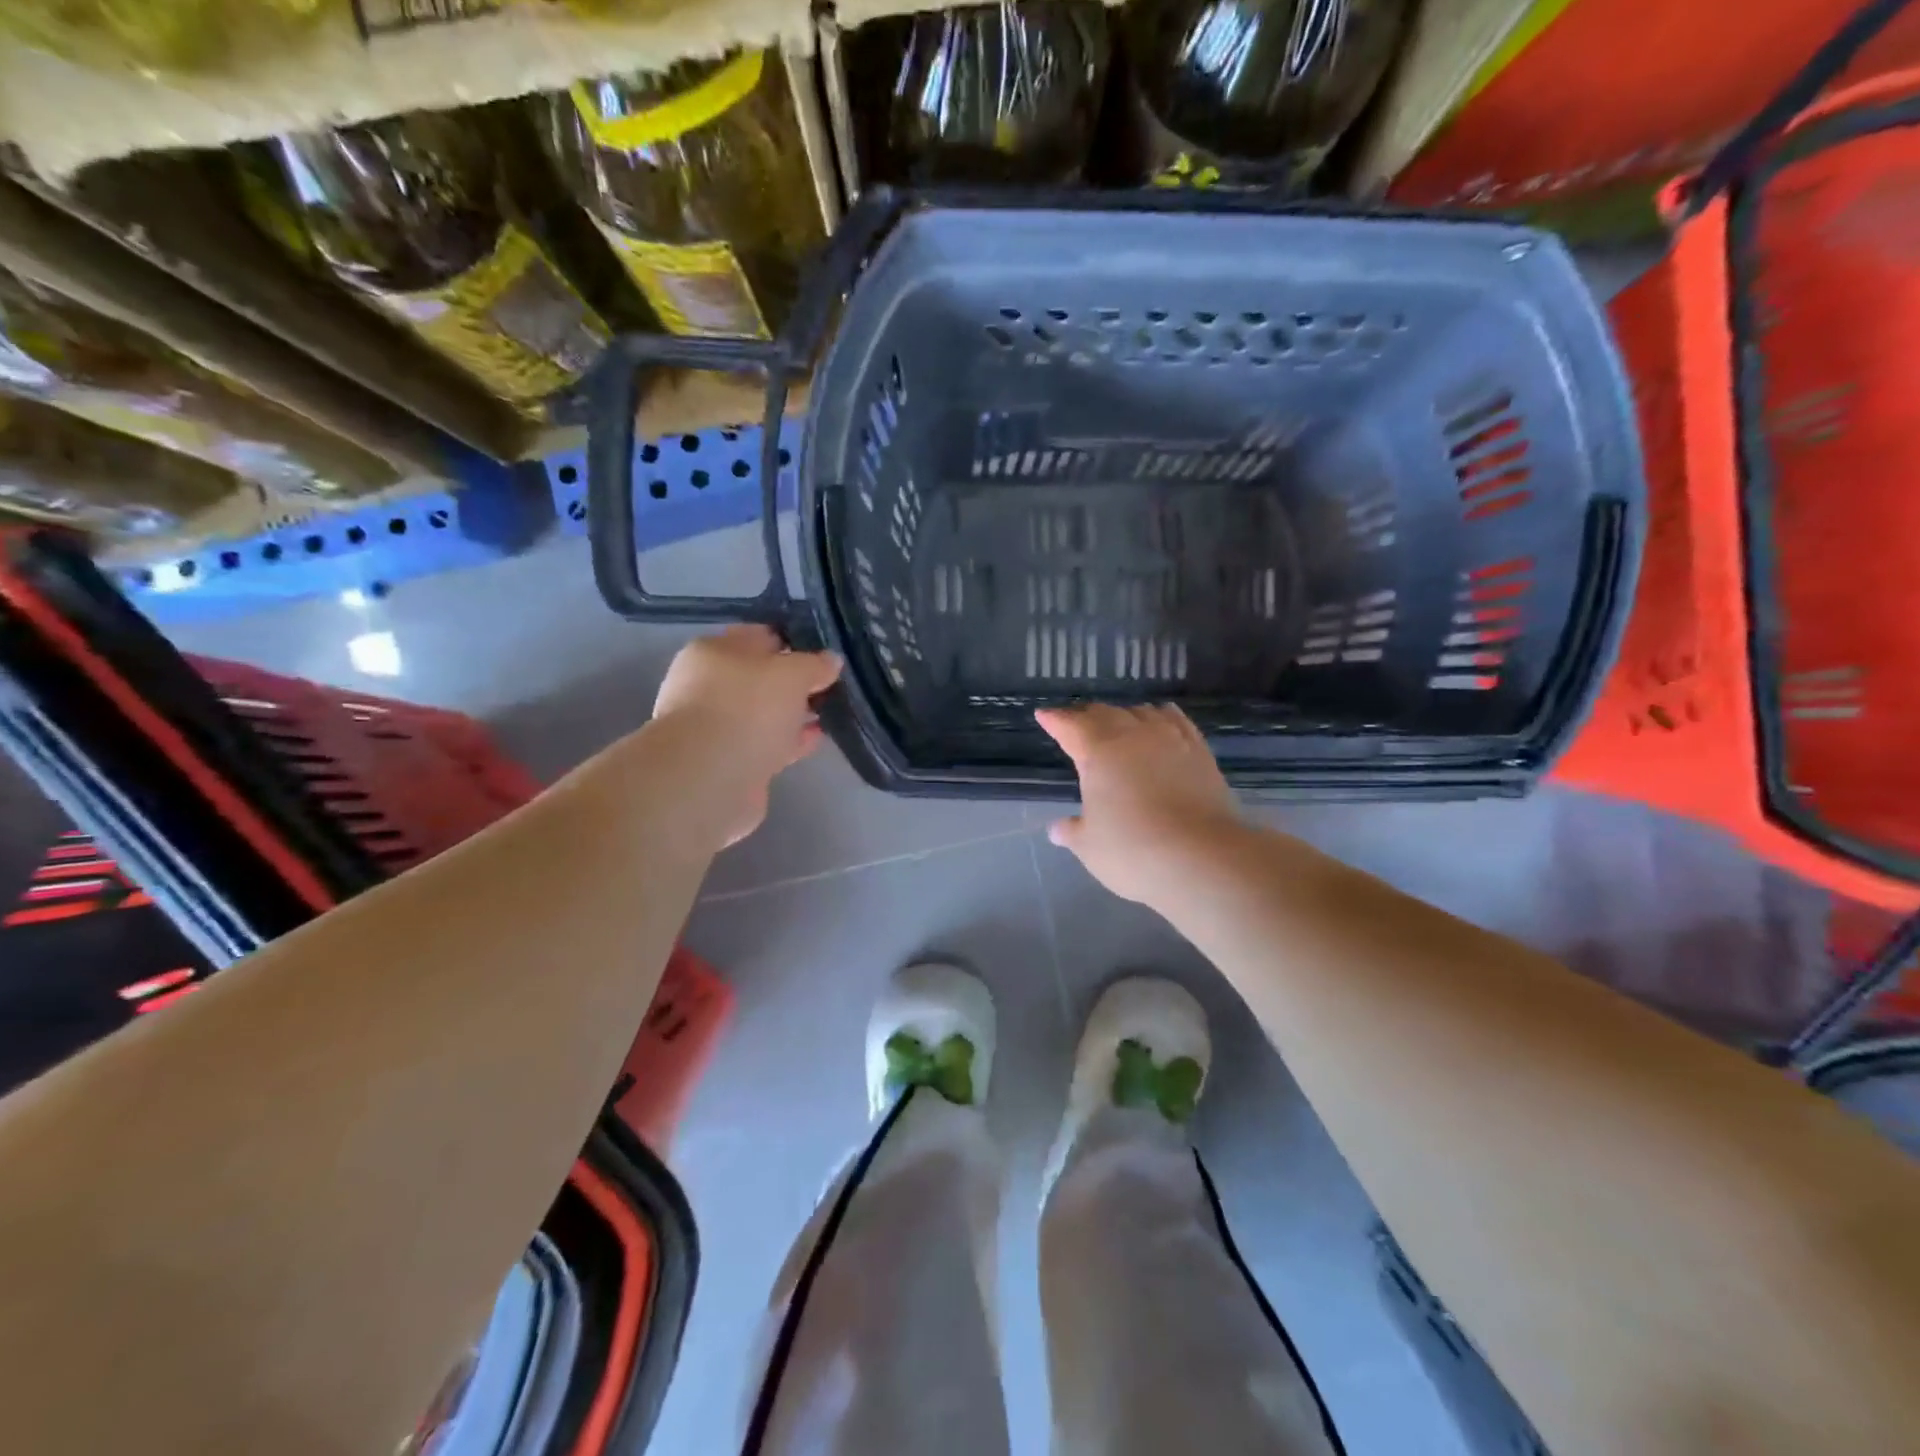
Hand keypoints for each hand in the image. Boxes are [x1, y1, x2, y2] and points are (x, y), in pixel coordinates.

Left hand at [652, 626, 841, 844]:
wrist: (709, 779)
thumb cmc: (747, 708)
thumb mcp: (792, 674)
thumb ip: (815, 664)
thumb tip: (831, 660)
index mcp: (713, 652)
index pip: (760, 637)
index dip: (794, 642)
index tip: (825, 654)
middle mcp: (708, 685)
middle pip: (761, 677)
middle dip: (794, 682)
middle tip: (831, 686)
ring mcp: (717, 726)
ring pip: (764, 713)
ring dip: (793, 714)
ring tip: (829, 713)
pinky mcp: (728, 761)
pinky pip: (766, 743)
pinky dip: (789, 741)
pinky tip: (815, 739)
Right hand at [1036, 704, 1240, 905]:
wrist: (1203, 858)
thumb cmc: (1133, 851)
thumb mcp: (1090, 847)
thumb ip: (1073, 832)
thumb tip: (1057, 829)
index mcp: (1098, 752)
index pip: (1070, 727)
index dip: (1055, 720)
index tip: (1044, 715)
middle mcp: (1133, 736)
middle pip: (1105, 714)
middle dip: (1086, 717)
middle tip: (1076, 722)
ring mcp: (1170, 740)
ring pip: (1141, 713)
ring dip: (1124, 716)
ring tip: (1117, 723)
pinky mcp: (1199, 752)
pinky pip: (1176, 721)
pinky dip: (1162, 716)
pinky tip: (1162, 718)